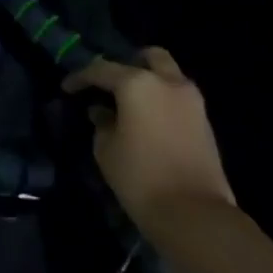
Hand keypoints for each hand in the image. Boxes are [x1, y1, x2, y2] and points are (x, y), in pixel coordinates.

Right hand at [64, 49, 234, 236]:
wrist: (196, 216)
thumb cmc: (141, 177)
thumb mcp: (106, 149)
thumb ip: (101, 123)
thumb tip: (101, 112)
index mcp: (137, 83)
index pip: (101, 70)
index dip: (80, 77)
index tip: (67, 88)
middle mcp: (167, 82)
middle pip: (149, 57)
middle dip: (129, 63)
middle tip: (112, 83)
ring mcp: (192, 101)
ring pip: (169, 75)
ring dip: (150, 81)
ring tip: (131, 103)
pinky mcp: (205, 123)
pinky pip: (179, 98)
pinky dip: (163, 100)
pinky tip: (149, 119)